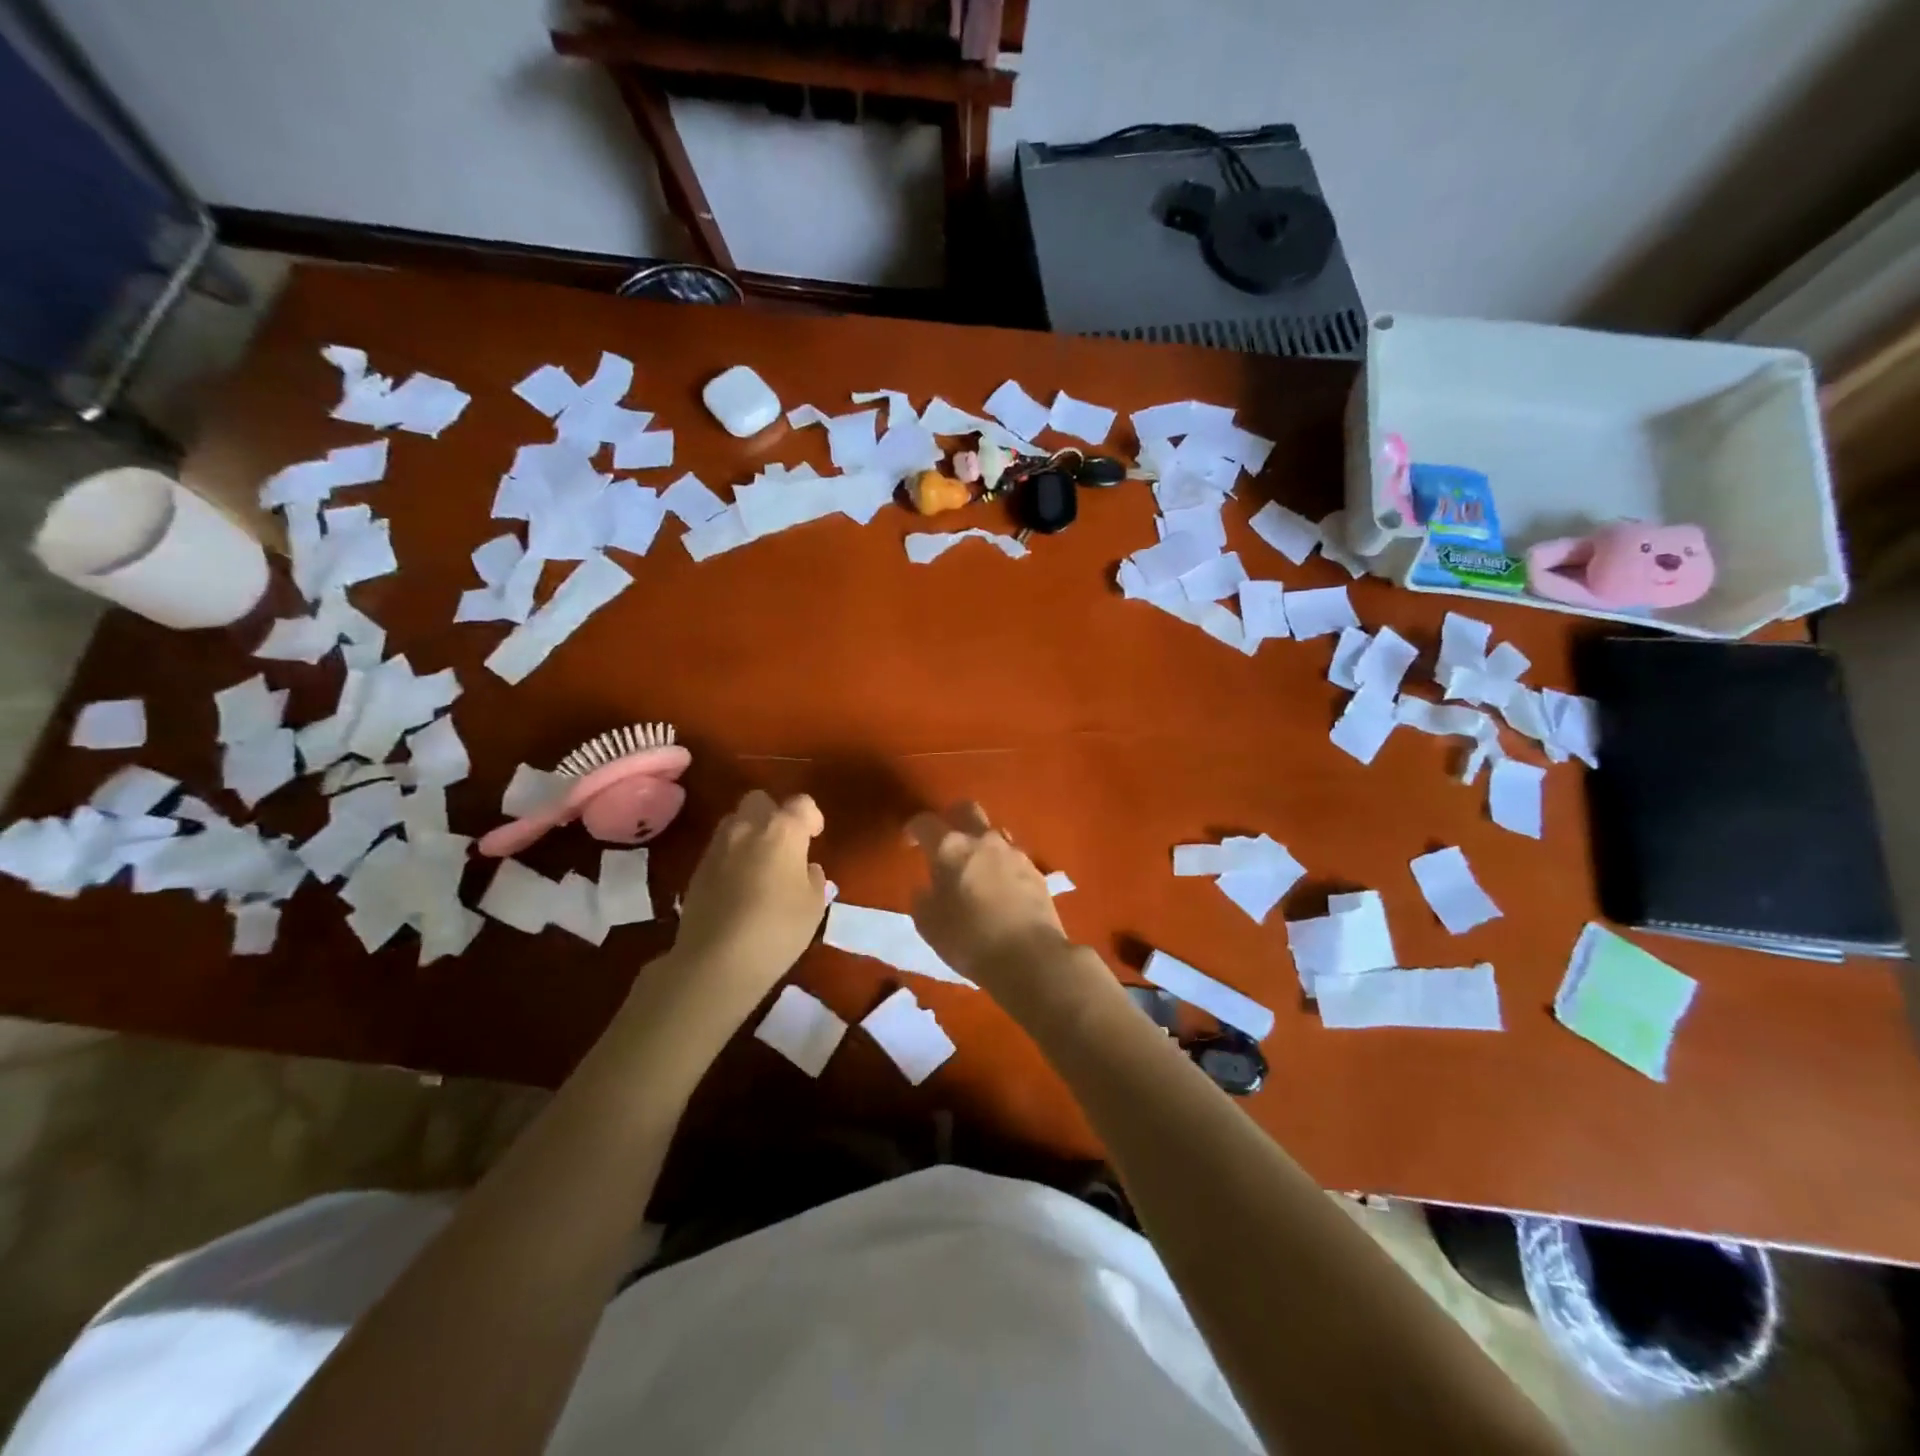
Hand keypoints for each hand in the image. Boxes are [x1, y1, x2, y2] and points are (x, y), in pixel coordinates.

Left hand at [660, 791, 827, 1014]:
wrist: (716, 960)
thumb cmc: (777, 928)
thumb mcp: (814, 906)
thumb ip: (813, 879)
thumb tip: (805, 869)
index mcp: (783, 830)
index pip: (801, 803)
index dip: (811, 817)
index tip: (815, 837)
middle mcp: (748, 827)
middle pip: (760, 800)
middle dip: (774, 814)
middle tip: (784, 844)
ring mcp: (718, 846)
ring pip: (735, 821)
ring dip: (750, 832)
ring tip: (760, 864)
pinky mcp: (697, 868)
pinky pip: (720, 848)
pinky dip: (732, 856)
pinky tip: (739, 885)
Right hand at [906, 802, 1068, 992]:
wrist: (1030, 957)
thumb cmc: (970, 940)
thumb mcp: (929, 925)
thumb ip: (923, 899)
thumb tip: (927, 888)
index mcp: (950, 848)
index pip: (925, 822)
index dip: (913, 829)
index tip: (910, 843)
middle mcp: (983, 840)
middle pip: (966, 809)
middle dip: (951, 818)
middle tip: (944, 840)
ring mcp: (1013, 852)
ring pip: (993, 832)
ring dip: (980, 842)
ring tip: (975, 868)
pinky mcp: (1035, 870)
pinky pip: (1012, 856)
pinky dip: (1001, 865)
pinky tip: (999, 888)